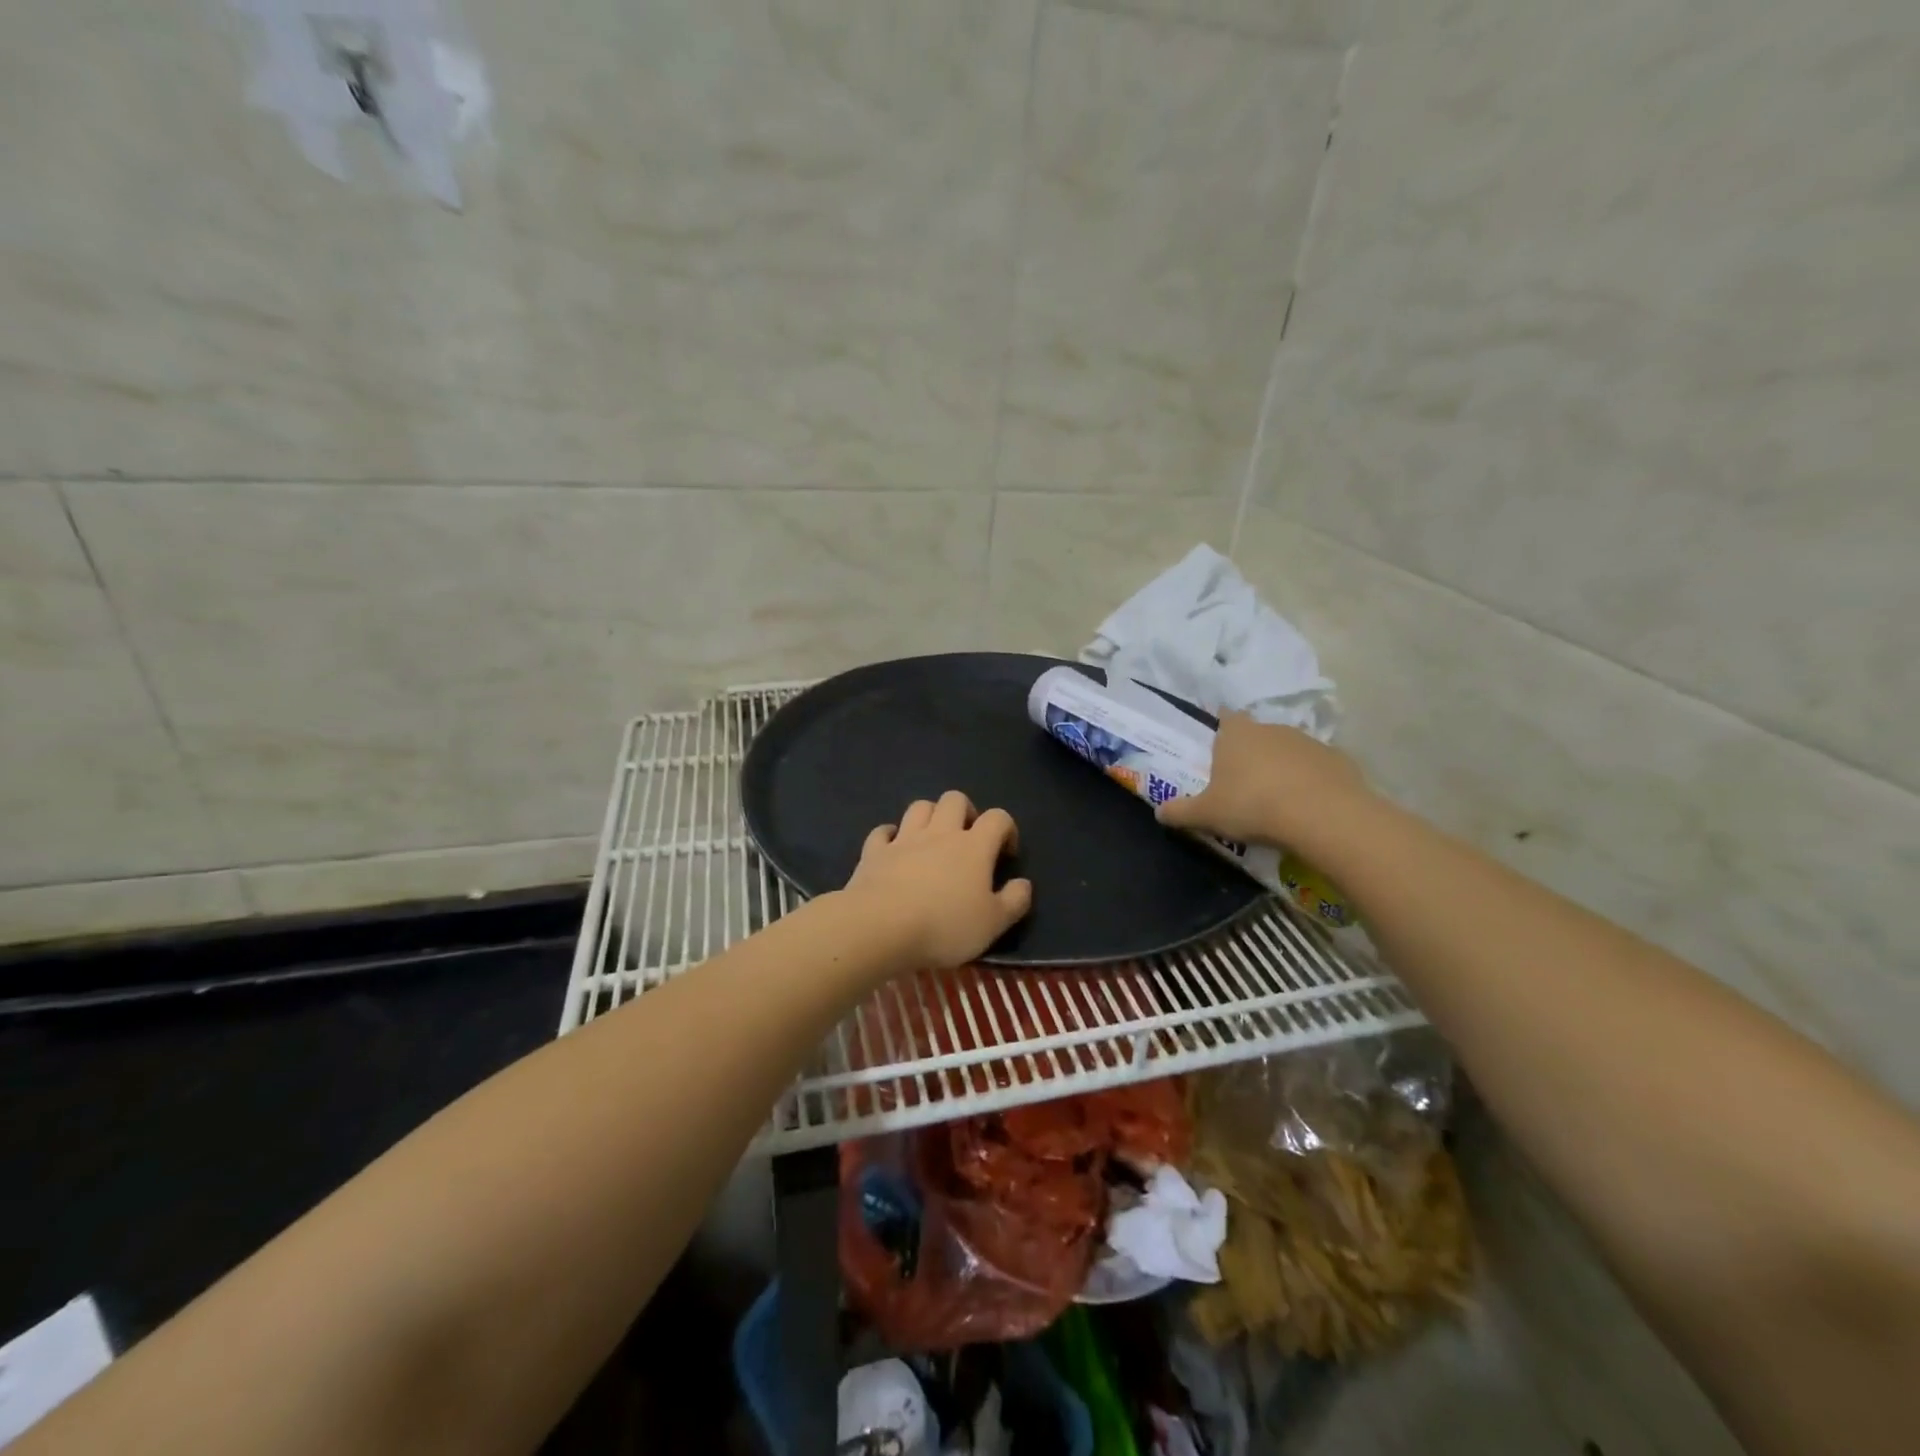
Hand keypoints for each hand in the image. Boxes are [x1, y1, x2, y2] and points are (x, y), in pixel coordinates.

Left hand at [842, 791, 1032, 969]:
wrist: (881, 926)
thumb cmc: (944, 926)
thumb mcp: (993, 923)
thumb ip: (1014, 901)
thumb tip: (1024, 883)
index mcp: (973, 846)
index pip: (998, 818)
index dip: (1007, 829)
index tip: (1006, 853)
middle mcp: (940, 833)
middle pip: (954, 799)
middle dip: (965, 811)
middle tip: (968, 838)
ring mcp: (904, 839)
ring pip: (919, 807)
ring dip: (930, 815)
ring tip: (933, 839)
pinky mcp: (874, 852)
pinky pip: (883, 832)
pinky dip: (890, 835)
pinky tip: (893, 848)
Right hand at [1156, 713, 1371, 848]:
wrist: (1323, 816)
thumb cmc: (1252, 806)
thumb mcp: (1206, 814)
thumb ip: (1180, 811)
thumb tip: (1159, 812)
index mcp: (1236, 734)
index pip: (1225, 718)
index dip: (1221, 728)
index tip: (1218, 746)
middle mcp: (1271, 728)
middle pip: (1256, 736)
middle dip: (1250, 754)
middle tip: (1243, 784)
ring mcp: (1308, 742)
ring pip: (1287, 751)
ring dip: (1281, 768)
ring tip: (1276, 800)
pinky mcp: (1338, 760)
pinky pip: (1316, 769)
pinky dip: (1310, 782)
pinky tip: (1307, 807)